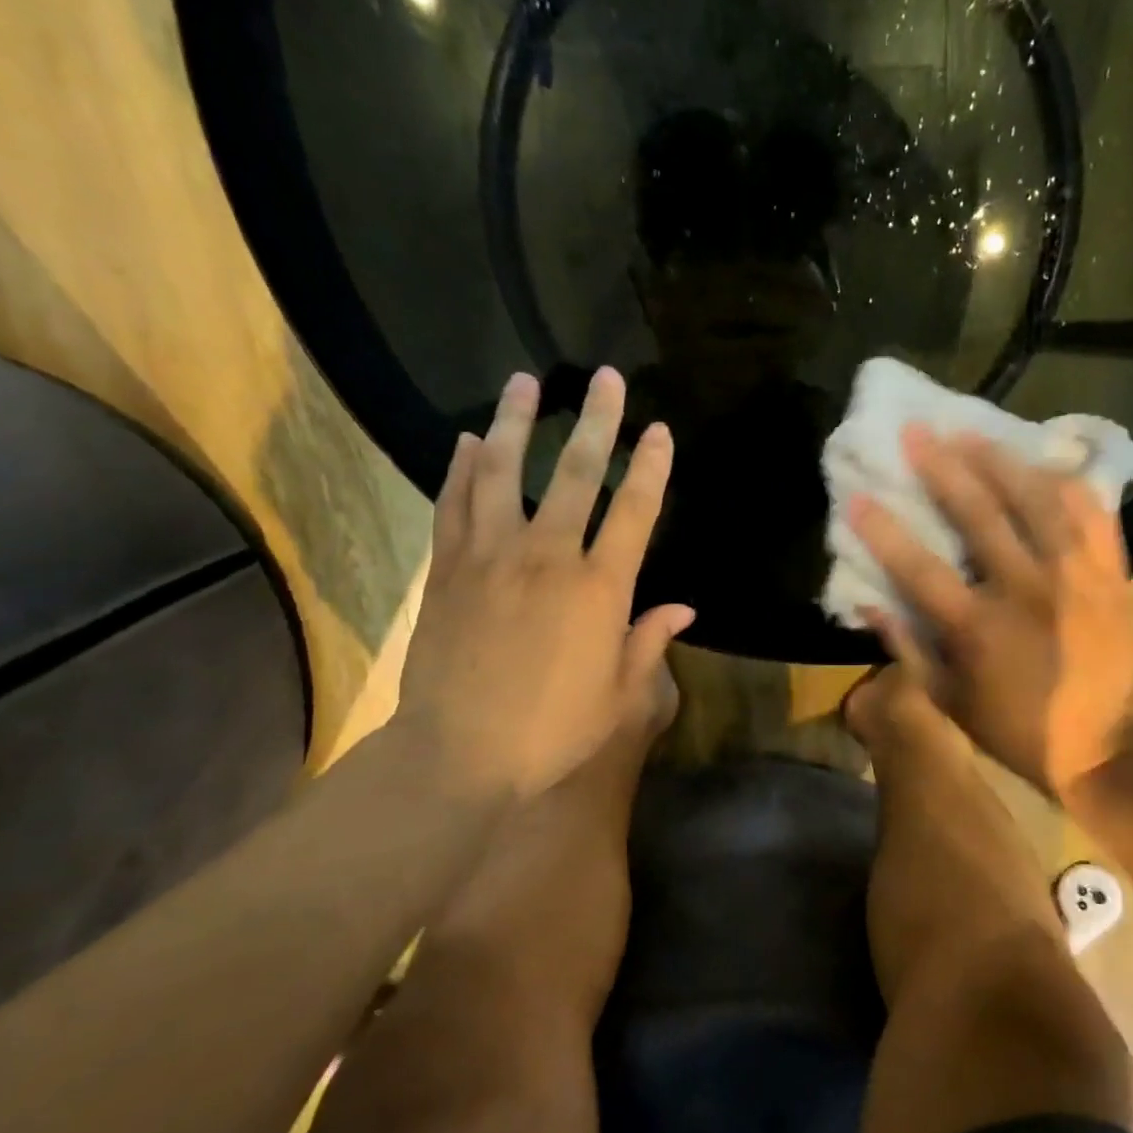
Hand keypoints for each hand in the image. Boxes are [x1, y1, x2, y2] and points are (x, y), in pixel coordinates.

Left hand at [392, 368, 693, 801]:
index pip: (634, 512)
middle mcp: (548, 557)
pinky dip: (463, 469)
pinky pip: (456, 505)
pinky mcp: (449, 569)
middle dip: (596, 422)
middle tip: (606, 378)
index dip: (651, 467)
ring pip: (505, 474)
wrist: (460, 753)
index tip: (659, 430)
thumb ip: (649, 642)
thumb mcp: (619, 696)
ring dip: (518, 424)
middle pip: (576, 475)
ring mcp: (492, 557)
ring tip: (525, 382)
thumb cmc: (552, 730)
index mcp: (599, 589)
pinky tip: (471, 440)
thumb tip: (683, 609)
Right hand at [847, 426, 1132, 796]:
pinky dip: (1069, 485)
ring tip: (971, 432)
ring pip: (1038, 503)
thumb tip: (868, 600)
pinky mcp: (1112, 576)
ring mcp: (1076, 578)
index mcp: (979, 629)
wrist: (1106, 745)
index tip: (857, 497)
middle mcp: (1027, 592)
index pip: (920, 568)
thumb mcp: (947, 701)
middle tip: (916, 431)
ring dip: (1000, 462)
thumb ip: (906, 648)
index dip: (884, 531)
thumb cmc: (1015, 728)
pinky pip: (1093, 517)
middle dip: (942, 469)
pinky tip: (1045, 461)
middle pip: (980, 517)